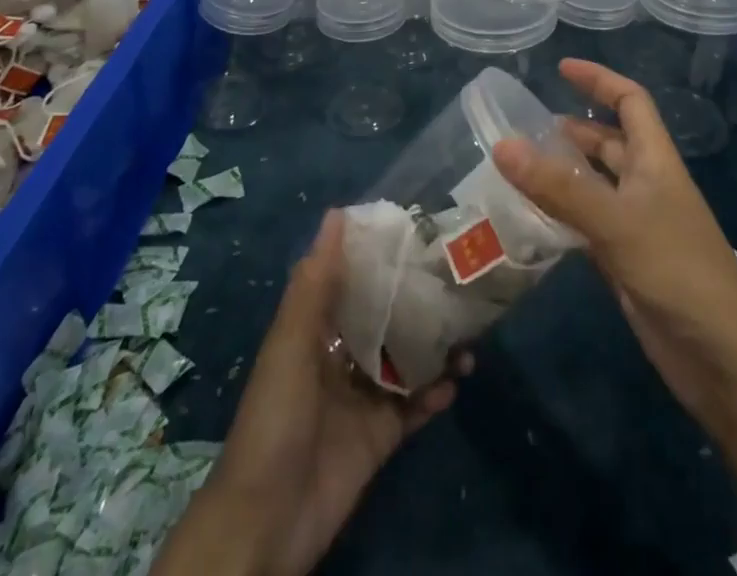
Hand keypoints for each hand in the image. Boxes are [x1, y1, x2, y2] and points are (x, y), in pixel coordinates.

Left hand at [151, 210, 464, 575]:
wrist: (266, 523)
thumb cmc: (275, 419)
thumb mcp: (290, 343)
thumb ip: (315, 282)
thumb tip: (337, 212)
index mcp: (317, 331)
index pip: (355, 282)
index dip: (384, 256)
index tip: (421, 230)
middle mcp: (342, 358)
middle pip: (388, 319)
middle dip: (420, 300)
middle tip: (460, 276)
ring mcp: (363, 398)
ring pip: (408, 360)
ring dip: (437, 346)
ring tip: (470, 334)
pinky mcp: (381, 437)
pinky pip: (415, 407)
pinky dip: (436, 393)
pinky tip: (457, 379)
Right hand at [491, 59, 736, 425]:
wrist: (724, 359)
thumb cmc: (678, 270)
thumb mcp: (616, 221)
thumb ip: (560, 187)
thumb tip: (503, 145)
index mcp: (655, 160)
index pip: (630, 101)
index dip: (600, 80)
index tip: (561, 68)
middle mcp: (647, 184)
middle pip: (609, 142)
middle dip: (572, 130)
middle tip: (523, 130)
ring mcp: (638, 225)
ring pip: (595, 185)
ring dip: (563, 174)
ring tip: (517, 169)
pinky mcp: (628, 263)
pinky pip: (588, 226)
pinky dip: (563, 217)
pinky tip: (531, 220)